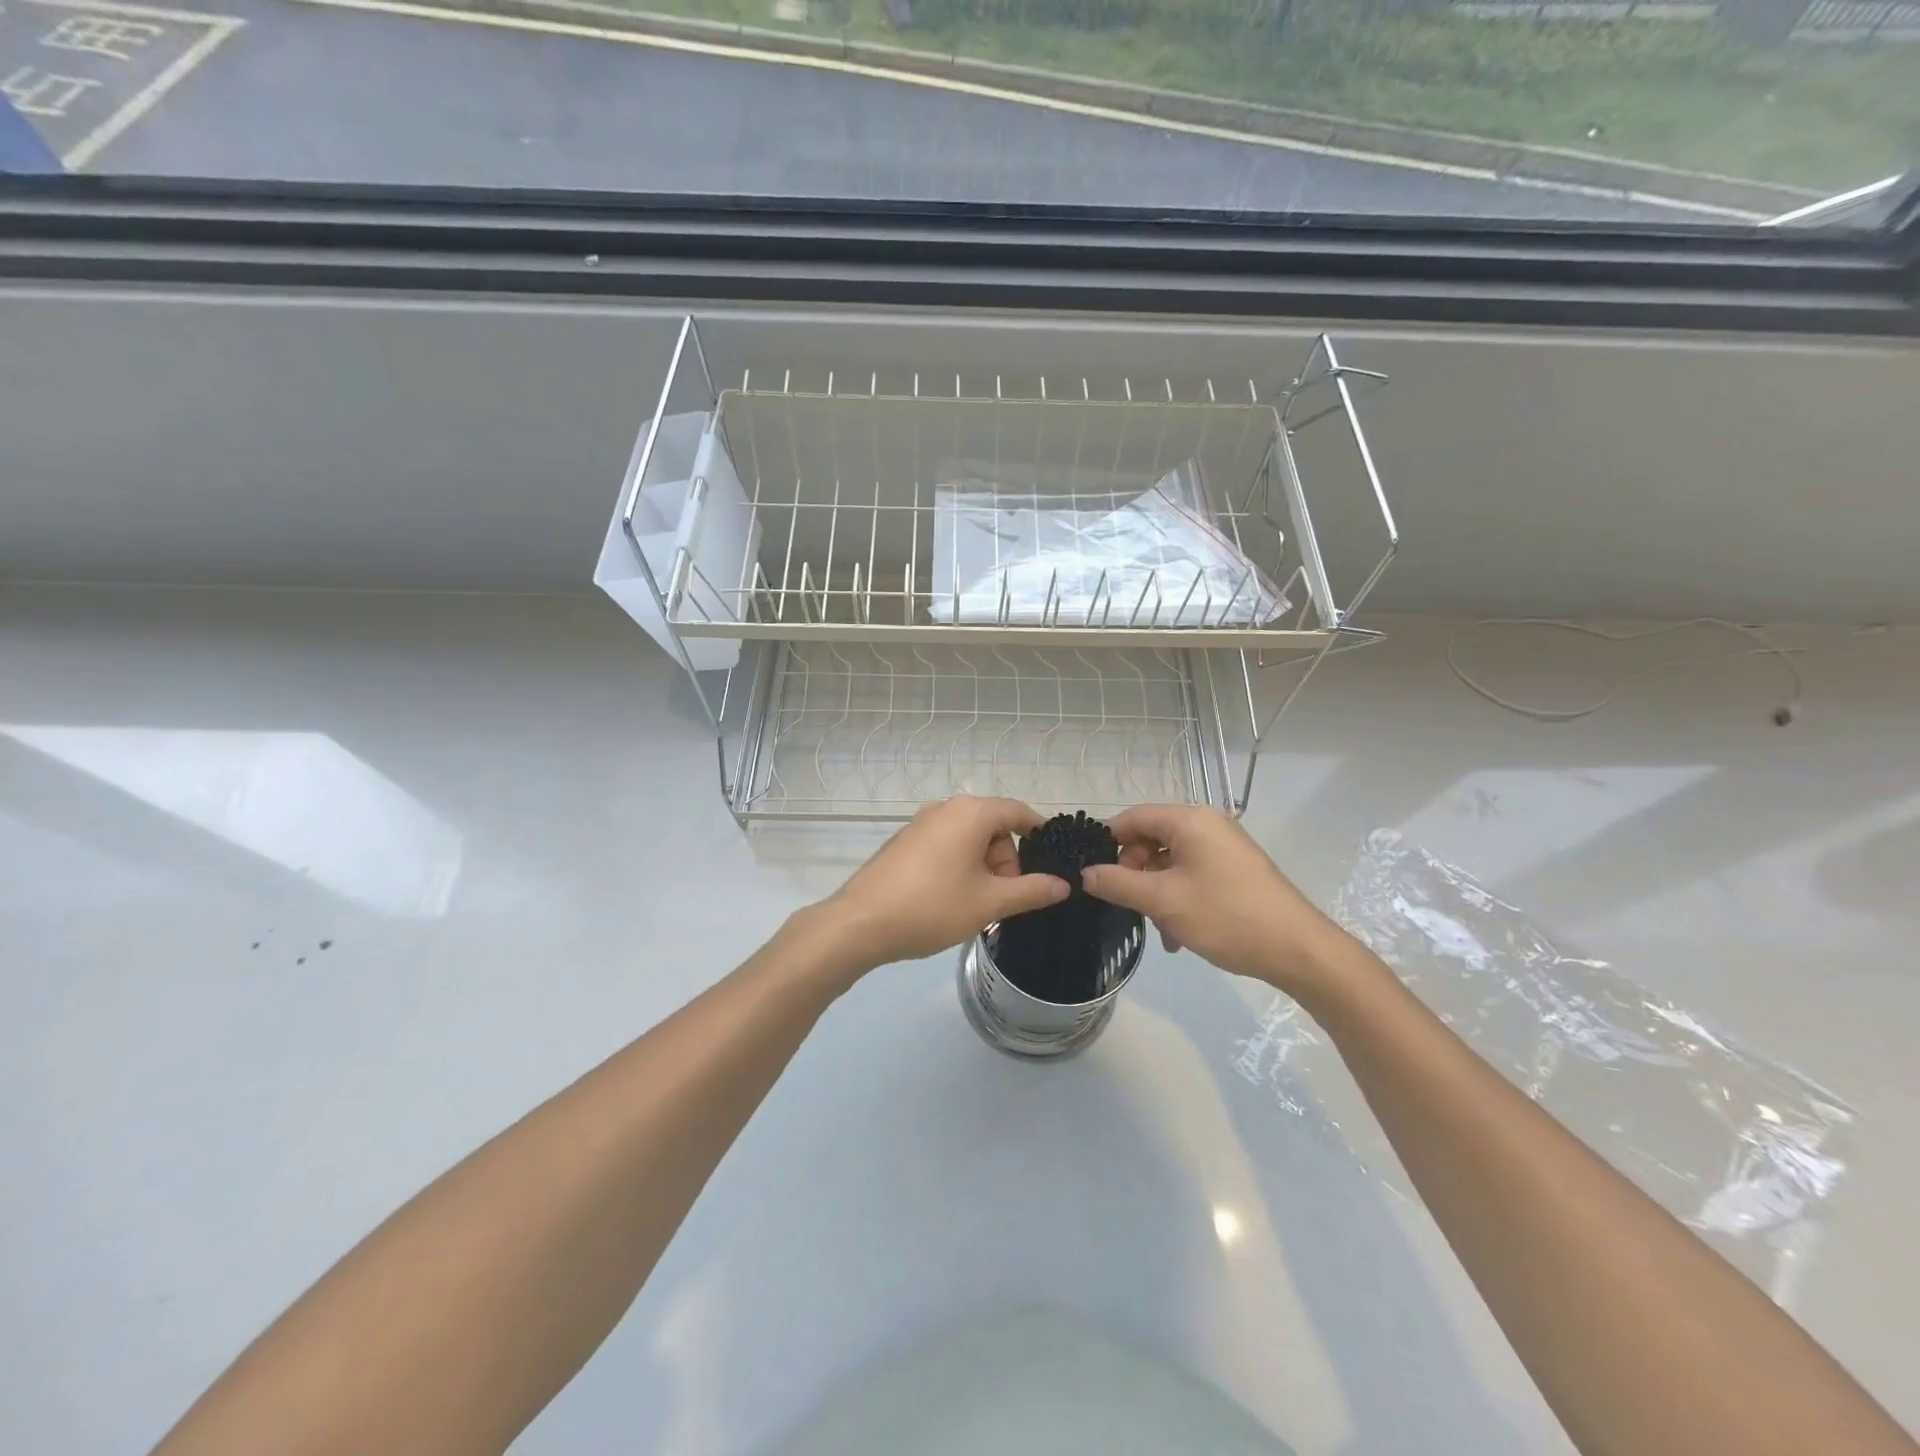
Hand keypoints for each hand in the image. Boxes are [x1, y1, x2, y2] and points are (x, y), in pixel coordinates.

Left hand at [823, 797, 1070, 973]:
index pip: (1018, 812)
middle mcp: (946, 808)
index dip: (1039, 835)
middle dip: (1007, 860)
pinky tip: (949, 900)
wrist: (861, 922)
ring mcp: (921, 823)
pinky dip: (959, 866)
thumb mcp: (990, 902)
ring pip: (969, 838)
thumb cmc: (933, 906)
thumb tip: (1064, 884)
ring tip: (977, 905)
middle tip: (1004, 899)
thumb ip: (1031, 890)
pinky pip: (946, 845)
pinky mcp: (904, 841)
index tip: (1051, 865)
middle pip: (993, 826)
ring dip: (983, 867)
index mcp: (971, 812)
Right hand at [1080, 804, 1344, 993]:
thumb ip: (1118, 883)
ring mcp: (1224, 847)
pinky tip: (1178, 933)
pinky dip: (1178, 897)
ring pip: (1170, 860)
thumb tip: (1085, 874)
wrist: (1298, 950)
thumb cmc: (1226, 916)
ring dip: (1155, 891)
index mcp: (1189, 820)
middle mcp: (1207, 824)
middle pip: (1151, 838)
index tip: (1090, 873)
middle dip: (1134, 872)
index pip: (1132, 817)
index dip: (1107, 842)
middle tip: (1128, 904)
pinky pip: (1192, 873)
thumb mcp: (1163, 901)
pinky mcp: (1236, 869)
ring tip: (1158, 927)